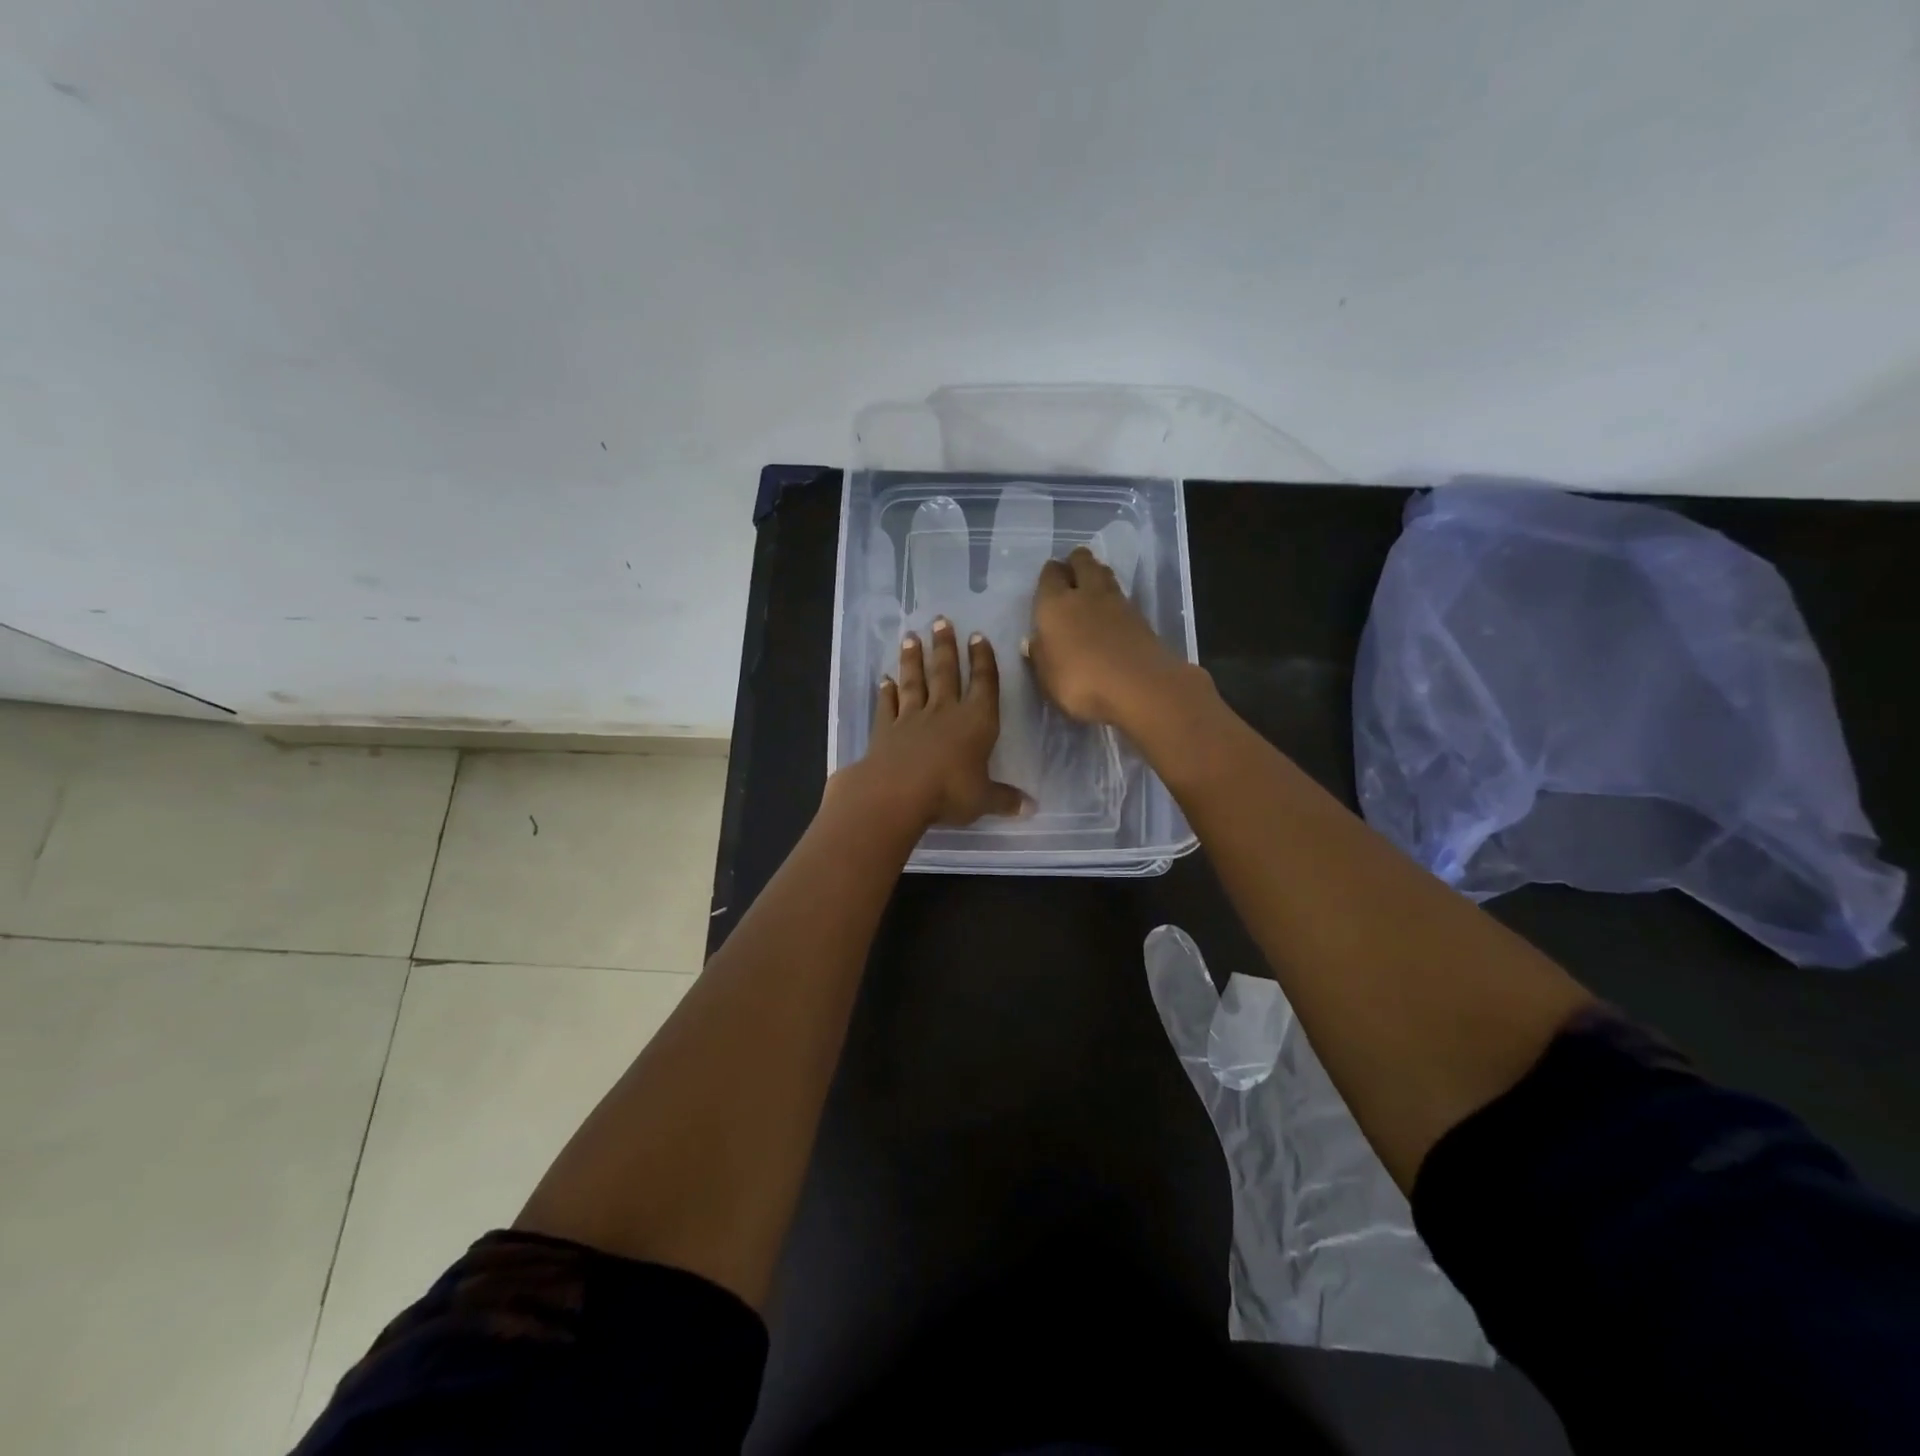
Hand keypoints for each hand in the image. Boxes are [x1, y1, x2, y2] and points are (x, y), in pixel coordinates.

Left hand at [849, 617, 1026, 827]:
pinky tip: (883, 680)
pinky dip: (886, 692)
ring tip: (911, 637)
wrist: (897, 792)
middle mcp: (945, 712)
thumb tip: (1032, 808)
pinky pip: (887, 705)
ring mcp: (912, 718)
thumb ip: (1005, 800)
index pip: (984, 684)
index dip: (983, 660)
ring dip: (913, 660)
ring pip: (914, 682)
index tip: (977, 636)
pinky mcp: (885, 730)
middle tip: (940, 620)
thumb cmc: (950, 792)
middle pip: (946, 672)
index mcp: (976, 722)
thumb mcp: (984, 800)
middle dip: (945, 646)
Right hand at [1028, 546, 1188, 727]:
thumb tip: (1033, 641)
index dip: (1050, 574)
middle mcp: (1085, 594)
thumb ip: (1040, 655)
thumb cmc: (1080, 683)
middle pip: (1082, 561)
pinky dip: (1114, 597)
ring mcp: (1117, 602)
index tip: (1049, 580)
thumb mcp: (1047, 677)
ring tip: (1091, 587)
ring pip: (1104, 573)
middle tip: (1071, 574)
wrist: (1139, 687)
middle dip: (1075, 562)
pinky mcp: (1140, 616)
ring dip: (1097, 574)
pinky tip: (1111, 611)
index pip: (1050, 575)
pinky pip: (1122, 595)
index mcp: (1054, 604)